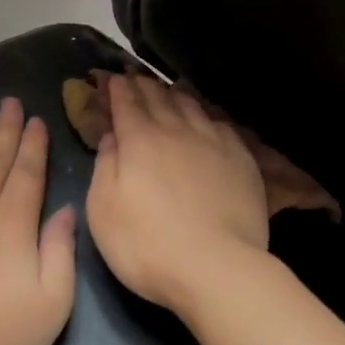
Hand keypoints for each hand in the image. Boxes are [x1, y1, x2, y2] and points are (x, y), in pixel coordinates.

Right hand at [85, 73, 268, 315]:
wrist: (216, 267)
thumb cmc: (147, 245)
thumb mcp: (103, 211)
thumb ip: (105, 167)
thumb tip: (111, 137)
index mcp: (140, 140)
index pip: (126, 103)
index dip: (117, 88)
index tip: (111, 79)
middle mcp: (177, 131)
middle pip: (159, 97)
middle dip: (144, 85)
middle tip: (136, 77)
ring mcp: (213, 142)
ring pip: (192, 106)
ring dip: (176, 94)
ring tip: (169, 90)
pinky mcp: (241, 159)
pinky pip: (220, 125)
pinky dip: (207, 116)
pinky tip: (207, 120)